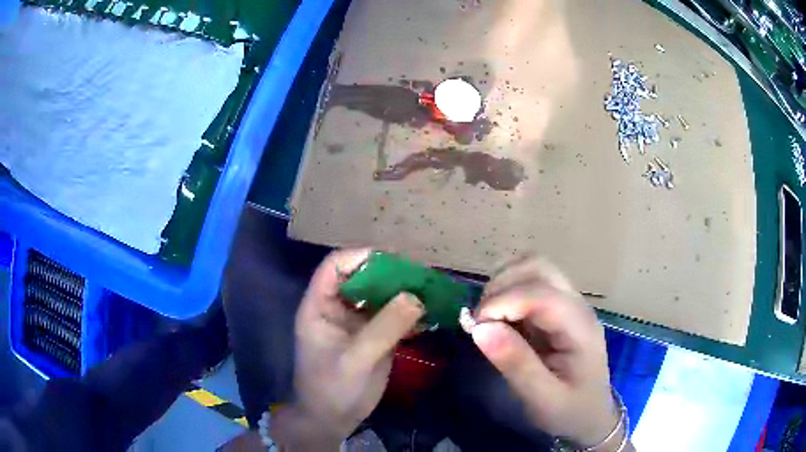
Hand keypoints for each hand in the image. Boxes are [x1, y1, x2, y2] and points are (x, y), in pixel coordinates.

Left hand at [272, 249, 424, 449]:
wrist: (332, 419)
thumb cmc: (332, 389)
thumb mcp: (356, 360)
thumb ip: (384, 328)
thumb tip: (415, 296)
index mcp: (319, 306)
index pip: (335, 266)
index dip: (361, 257)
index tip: (396, 260)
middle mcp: (337, 308)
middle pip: (361, 276)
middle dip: (390, 272)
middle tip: (422, 274)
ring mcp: (355, 322)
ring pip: (379, 295)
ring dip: (403, 291)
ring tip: (432, 288)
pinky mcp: (372, 335)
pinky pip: (390, 315)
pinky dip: (409, 312)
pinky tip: (430, 312)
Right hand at [470, 256, 620, 447]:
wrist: (592, 415)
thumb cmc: (570, 411)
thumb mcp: (542, 399)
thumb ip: (515, 364)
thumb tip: (479, 328)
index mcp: (579, 327)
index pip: (540, 293)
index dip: (502, 301)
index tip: (476, 327)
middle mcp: (576, 305)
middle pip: (538, 267)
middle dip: (501, 285)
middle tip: (481, 321)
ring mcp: (568, 304)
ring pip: (532, 268)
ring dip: (503, 283)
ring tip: (488, 317)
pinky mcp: (557, 309)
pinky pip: (529, 283)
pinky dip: (506, 291)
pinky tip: (499, 318)